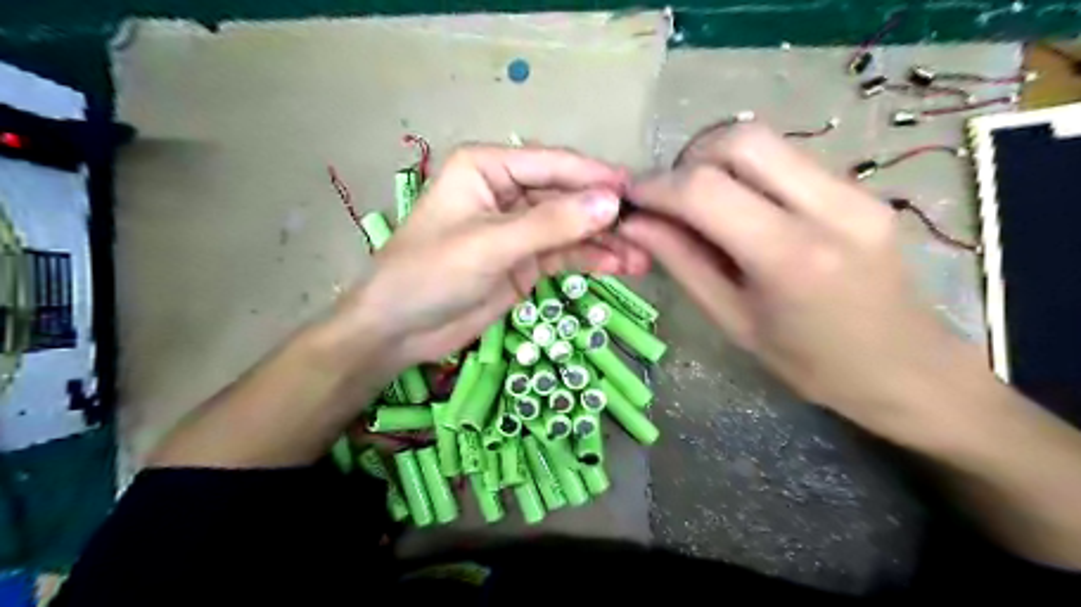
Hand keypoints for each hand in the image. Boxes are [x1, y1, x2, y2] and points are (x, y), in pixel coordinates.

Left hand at [335, 143, 644, 368]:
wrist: (399, 330)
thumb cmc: (430, 274)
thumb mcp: (491, 245)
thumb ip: (551, 224)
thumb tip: (612, 203)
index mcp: (489, 168)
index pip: (553, 165)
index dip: (596, 178)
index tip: (638, 193)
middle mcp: (507, 191)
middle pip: (567, 197)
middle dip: (605, 215)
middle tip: (648, 231)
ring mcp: (518, 229)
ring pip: (571, 228)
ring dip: (605, 242)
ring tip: (642, 258)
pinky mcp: (524, 261)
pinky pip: (564, 254)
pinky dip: (590, 259)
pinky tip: (619, 267)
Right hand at [615, 121, 985, 439]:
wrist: (908, 369)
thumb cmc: (811, 363)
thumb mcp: (733, 320)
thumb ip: (682, 262)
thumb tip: (635, 224)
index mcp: (791, 257)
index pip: (706, 190)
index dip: (657, 187)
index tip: (630, 199)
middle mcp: (830, 208)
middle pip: (741, 139)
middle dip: (689, 159)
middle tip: (671, 198)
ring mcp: (854, 190)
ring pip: (766, 141)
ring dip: (717, 162)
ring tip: (700, 204)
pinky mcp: (862, 187)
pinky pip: (788, 159)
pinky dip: (748, 173)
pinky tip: (741, 209)